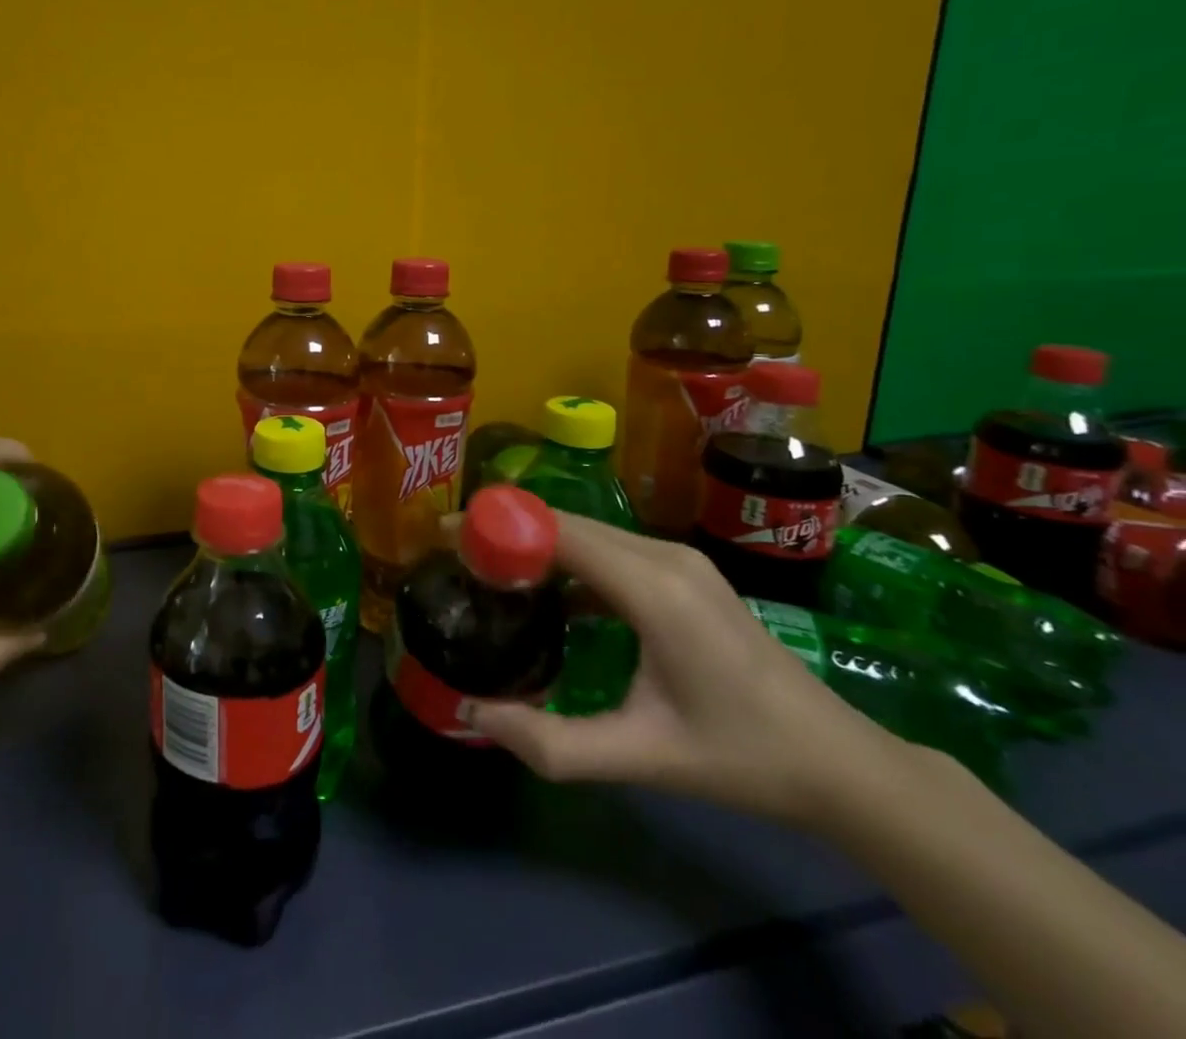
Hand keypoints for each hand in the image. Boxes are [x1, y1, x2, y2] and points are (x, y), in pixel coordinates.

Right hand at [464, 514, 903, 824]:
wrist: (840, 764)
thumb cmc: (741, 757)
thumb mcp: (642, 758)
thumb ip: (553, 742)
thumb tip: (474, 713)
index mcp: (654, 589)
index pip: (558, 530)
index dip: (498, 525)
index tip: (446, 537)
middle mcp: (665, 557)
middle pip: (568, 522)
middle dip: (508, 531)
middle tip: (458, 559)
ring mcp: (680, 561)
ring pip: (588, 532)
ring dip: (537, 543)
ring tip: (491, 573)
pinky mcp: (685, 573)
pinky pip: (610, 549)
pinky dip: (569, 559)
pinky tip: (549, 597)